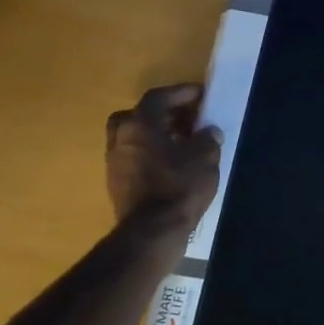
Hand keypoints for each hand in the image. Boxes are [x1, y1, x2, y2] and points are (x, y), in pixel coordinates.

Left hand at [106, 84, 221, 228]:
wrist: (152, 232)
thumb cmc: (179, 186)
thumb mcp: (205, 157)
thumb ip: (208, 138)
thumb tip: (208, 132)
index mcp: (140, 124)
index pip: (159, 97)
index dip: (181, 92)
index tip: (201, 94)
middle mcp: (121, 137)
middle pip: (139, 114)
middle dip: (163, 113)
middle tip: (187, 118)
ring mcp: (115, 161)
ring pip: (134, 137)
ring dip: (156, 134)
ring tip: (182, 142)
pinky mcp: (116, 183)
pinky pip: (134, 157)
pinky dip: (151, 153)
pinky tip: (172, 164)